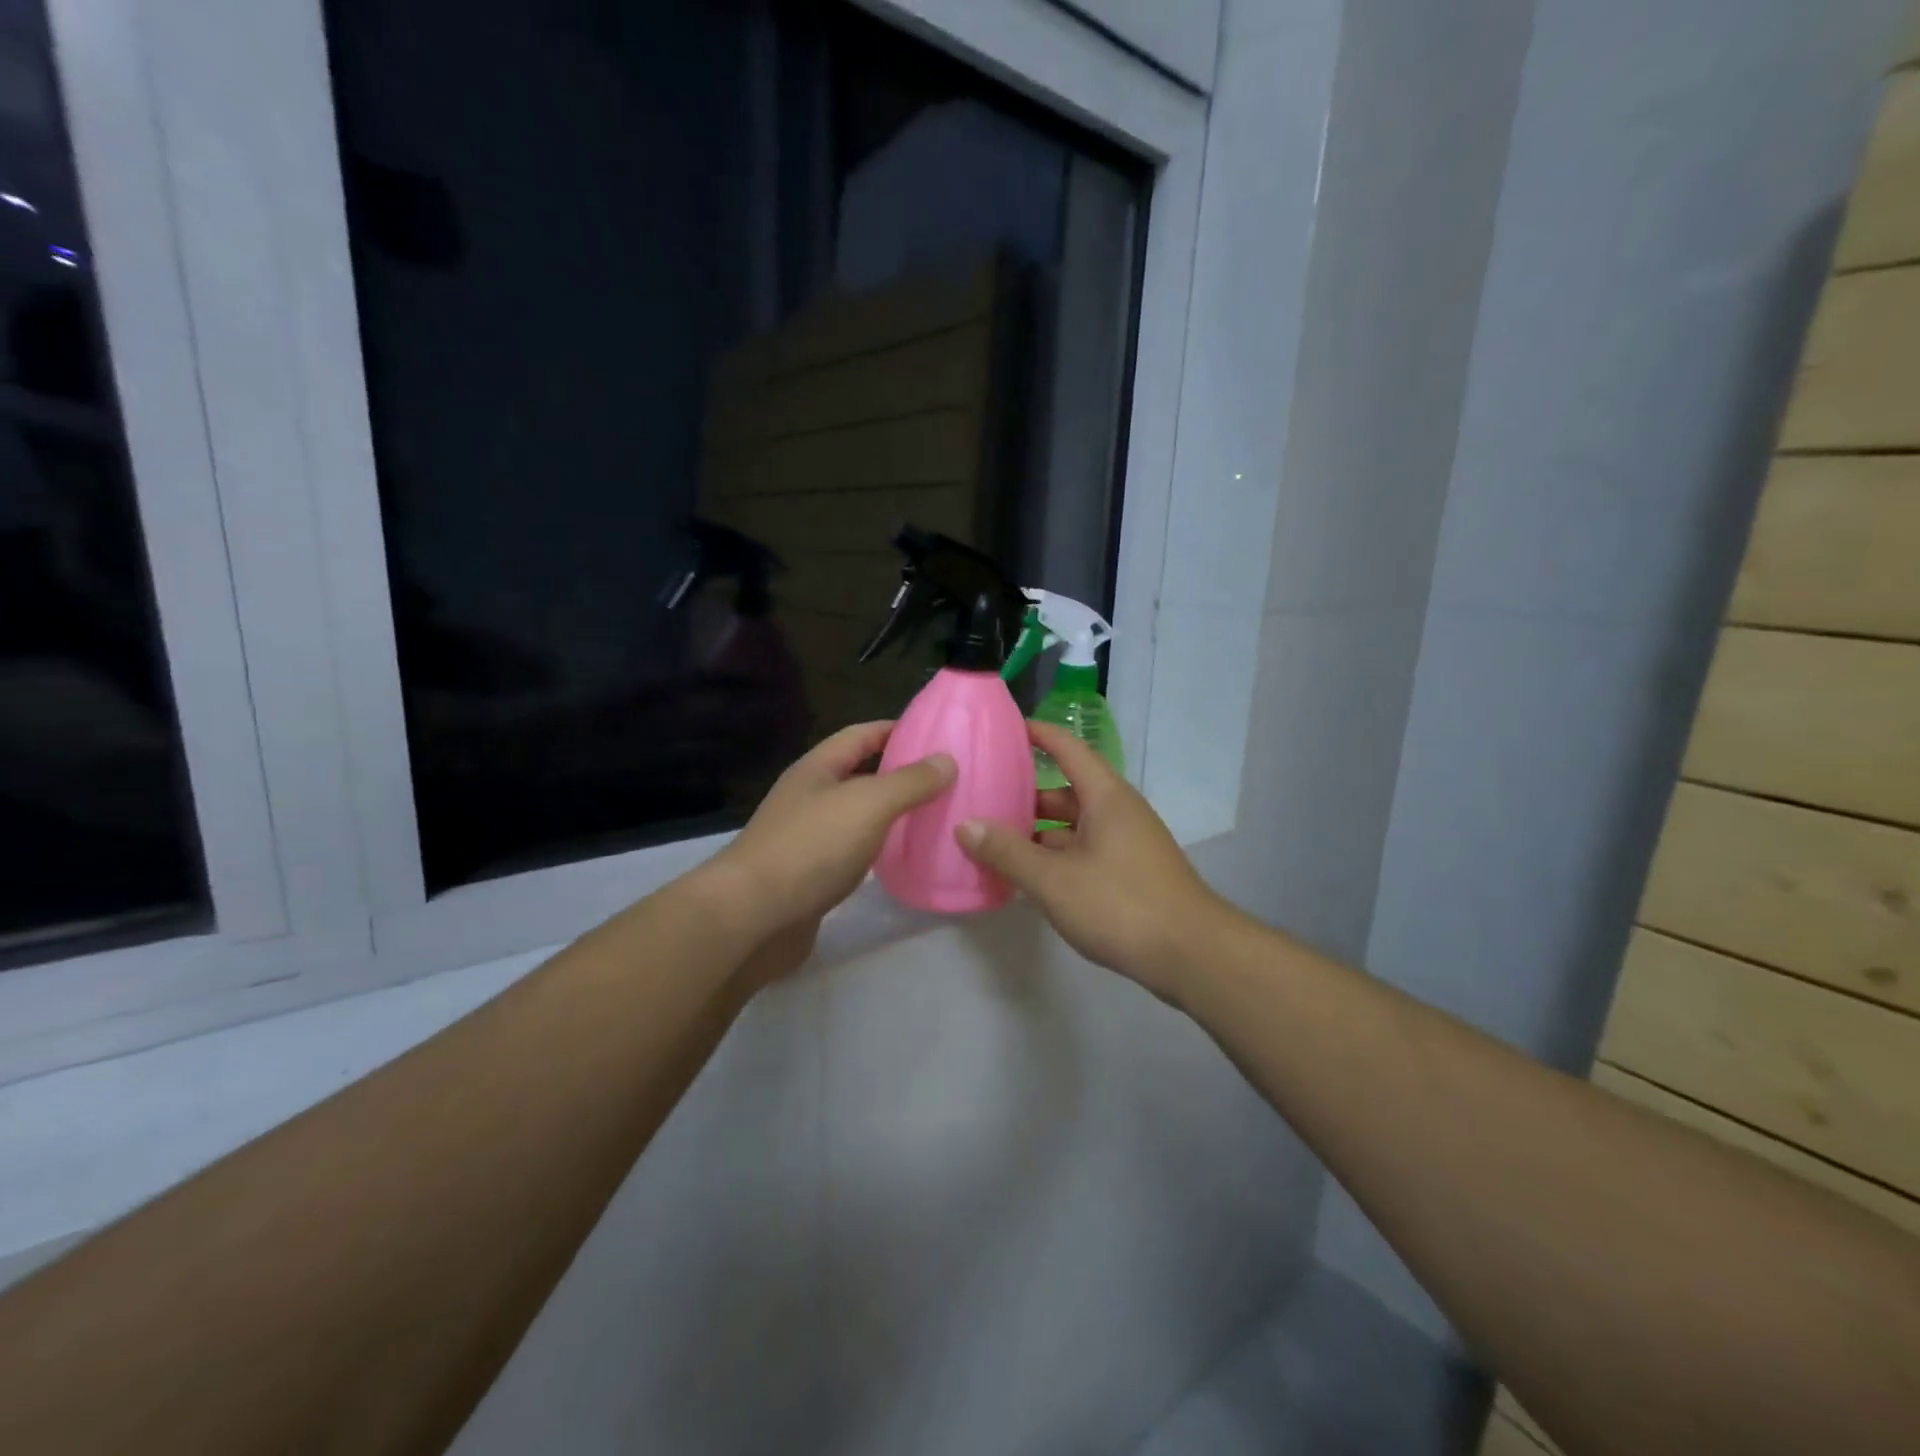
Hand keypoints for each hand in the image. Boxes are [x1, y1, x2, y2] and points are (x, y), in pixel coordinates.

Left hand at [715, 720, 955, 936]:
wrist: (754, 917)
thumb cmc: (811, 847)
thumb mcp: (869, 804)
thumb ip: (910, 781)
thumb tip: (947, 760)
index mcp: (817, 769)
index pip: (861, 735)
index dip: (896, 729)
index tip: (936, 735)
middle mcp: (809, 798)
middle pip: (859, 775)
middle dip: (899, 774)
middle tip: (946, 780)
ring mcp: (806, 838)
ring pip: (857, 816)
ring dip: (890, 815)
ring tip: (933, 817)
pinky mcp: (810, 876)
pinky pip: (852, 852)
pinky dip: (878, 850)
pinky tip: (902, 860)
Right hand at [954, 721, 1227, 998]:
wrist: (1192, 955)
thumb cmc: (1121, 904)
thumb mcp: (1054, 880)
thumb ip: (1007, 853)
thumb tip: (965, 826)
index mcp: (1105, 797)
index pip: (1068, 748)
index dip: (1037, 734)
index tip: (1003, 730)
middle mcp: (1118, 811)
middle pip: (1065, 790)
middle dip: (1025, 794)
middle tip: (982, 798)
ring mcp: (1127, 843)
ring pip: (1073, 826)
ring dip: (1037, 832)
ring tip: (994, 840)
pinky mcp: (1130, 873)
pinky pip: (1084, 851)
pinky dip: (1055, 856)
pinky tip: (1028, 876)